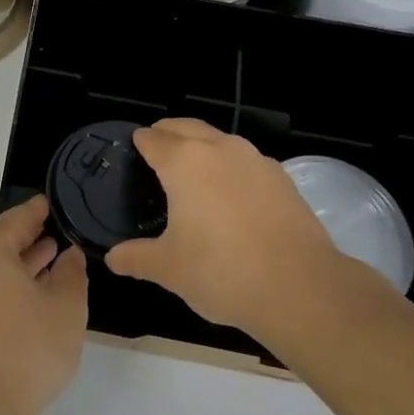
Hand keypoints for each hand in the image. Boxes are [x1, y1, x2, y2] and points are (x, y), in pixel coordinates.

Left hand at [0, 196, 88, 414]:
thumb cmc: (24, 351)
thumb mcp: (65, 308)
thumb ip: (71, 272)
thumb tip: (68, 254)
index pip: (22, 216)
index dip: (45, 211)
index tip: (62, 205)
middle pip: (3, 239)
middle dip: (34, 239)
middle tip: (64, 237)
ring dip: (22, 265)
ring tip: (53, 265)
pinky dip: (7, 287)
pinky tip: (32, 298)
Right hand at [106, 118, 386, 340]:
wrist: (300, 287)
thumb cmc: (222, 271)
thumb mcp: (169, 269)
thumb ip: (137, 258)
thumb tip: (113, 259)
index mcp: (184, 162)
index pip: (153, 139)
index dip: (139, 142)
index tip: (133, 148)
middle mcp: (218, 149)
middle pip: (185, 127)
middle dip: (168, 133)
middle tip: (157, 149)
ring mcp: (254, 160)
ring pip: (219, 140)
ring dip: (202, 145)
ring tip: (193, 170)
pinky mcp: (282, 177)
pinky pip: (246, 161)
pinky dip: (231, 166)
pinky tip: (231, 194)